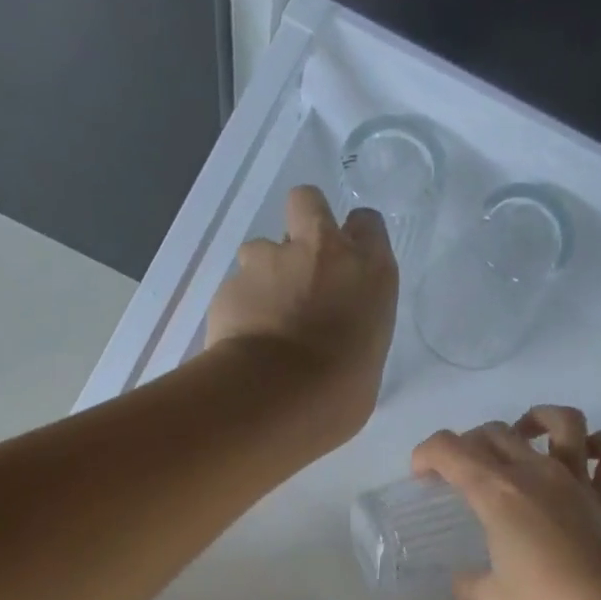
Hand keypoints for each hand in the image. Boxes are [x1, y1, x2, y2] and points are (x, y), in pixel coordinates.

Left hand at [206, 185, 397, 441]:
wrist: (276, 397)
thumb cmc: (340, 393)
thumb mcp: (368, 359)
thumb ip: (353, 329)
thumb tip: (336, 335)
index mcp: (369, 270)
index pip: (367, 224)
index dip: (354, 239)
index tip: (347, 264)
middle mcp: (321, 251)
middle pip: (308, 202)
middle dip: (302, 223)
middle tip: (301, 265)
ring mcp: (271, 261)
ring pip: (262, 247)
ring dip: (264, 273)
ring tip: (264, 315)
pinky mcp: (232, 284)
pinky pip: (237, 287)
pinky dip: (240, 307)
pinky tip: (242, 339)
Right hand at [412, 407, 600, 599]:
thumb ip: (468, 584)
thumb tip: (464, 579)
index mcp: (498, 494)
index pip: (451, 450)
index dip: (427, 454)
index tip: (421, 477)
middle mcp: (536, 474)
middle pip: (495, 432)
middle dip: (468, 443)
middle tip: (460, 472)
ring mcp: (576, 481)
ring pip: (561, 422)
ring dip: (536, 419)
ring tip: (523, 436)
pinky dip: (599, 445)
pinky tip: (585, 453)